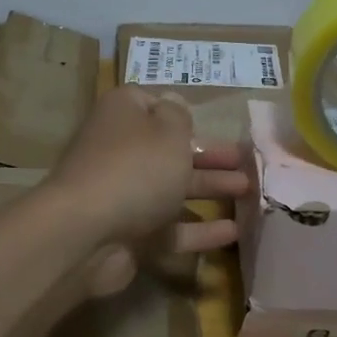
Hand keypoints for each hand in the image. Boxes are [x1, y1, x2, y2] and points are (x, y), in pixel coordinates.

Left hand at [47, 86, 249, 297]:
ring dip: (210, 188)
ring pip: (173, 188)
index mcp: (123, 115)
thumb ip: (179, 116)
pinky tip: (233, 232)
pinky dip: (199, 230)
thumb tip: (173, 103)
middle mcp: (120, 151)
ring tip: (249, 191)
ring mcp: (123, 194)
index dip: (180, 112)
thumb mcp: (168, 130)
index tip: (207, 122)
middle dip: (208, 154)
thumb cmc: (136, 167)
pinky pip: (170, 228)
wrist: (86, 233)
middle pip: (169, 149)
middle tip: (245, 160)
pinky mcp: (129, 233)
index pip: (152, 104)